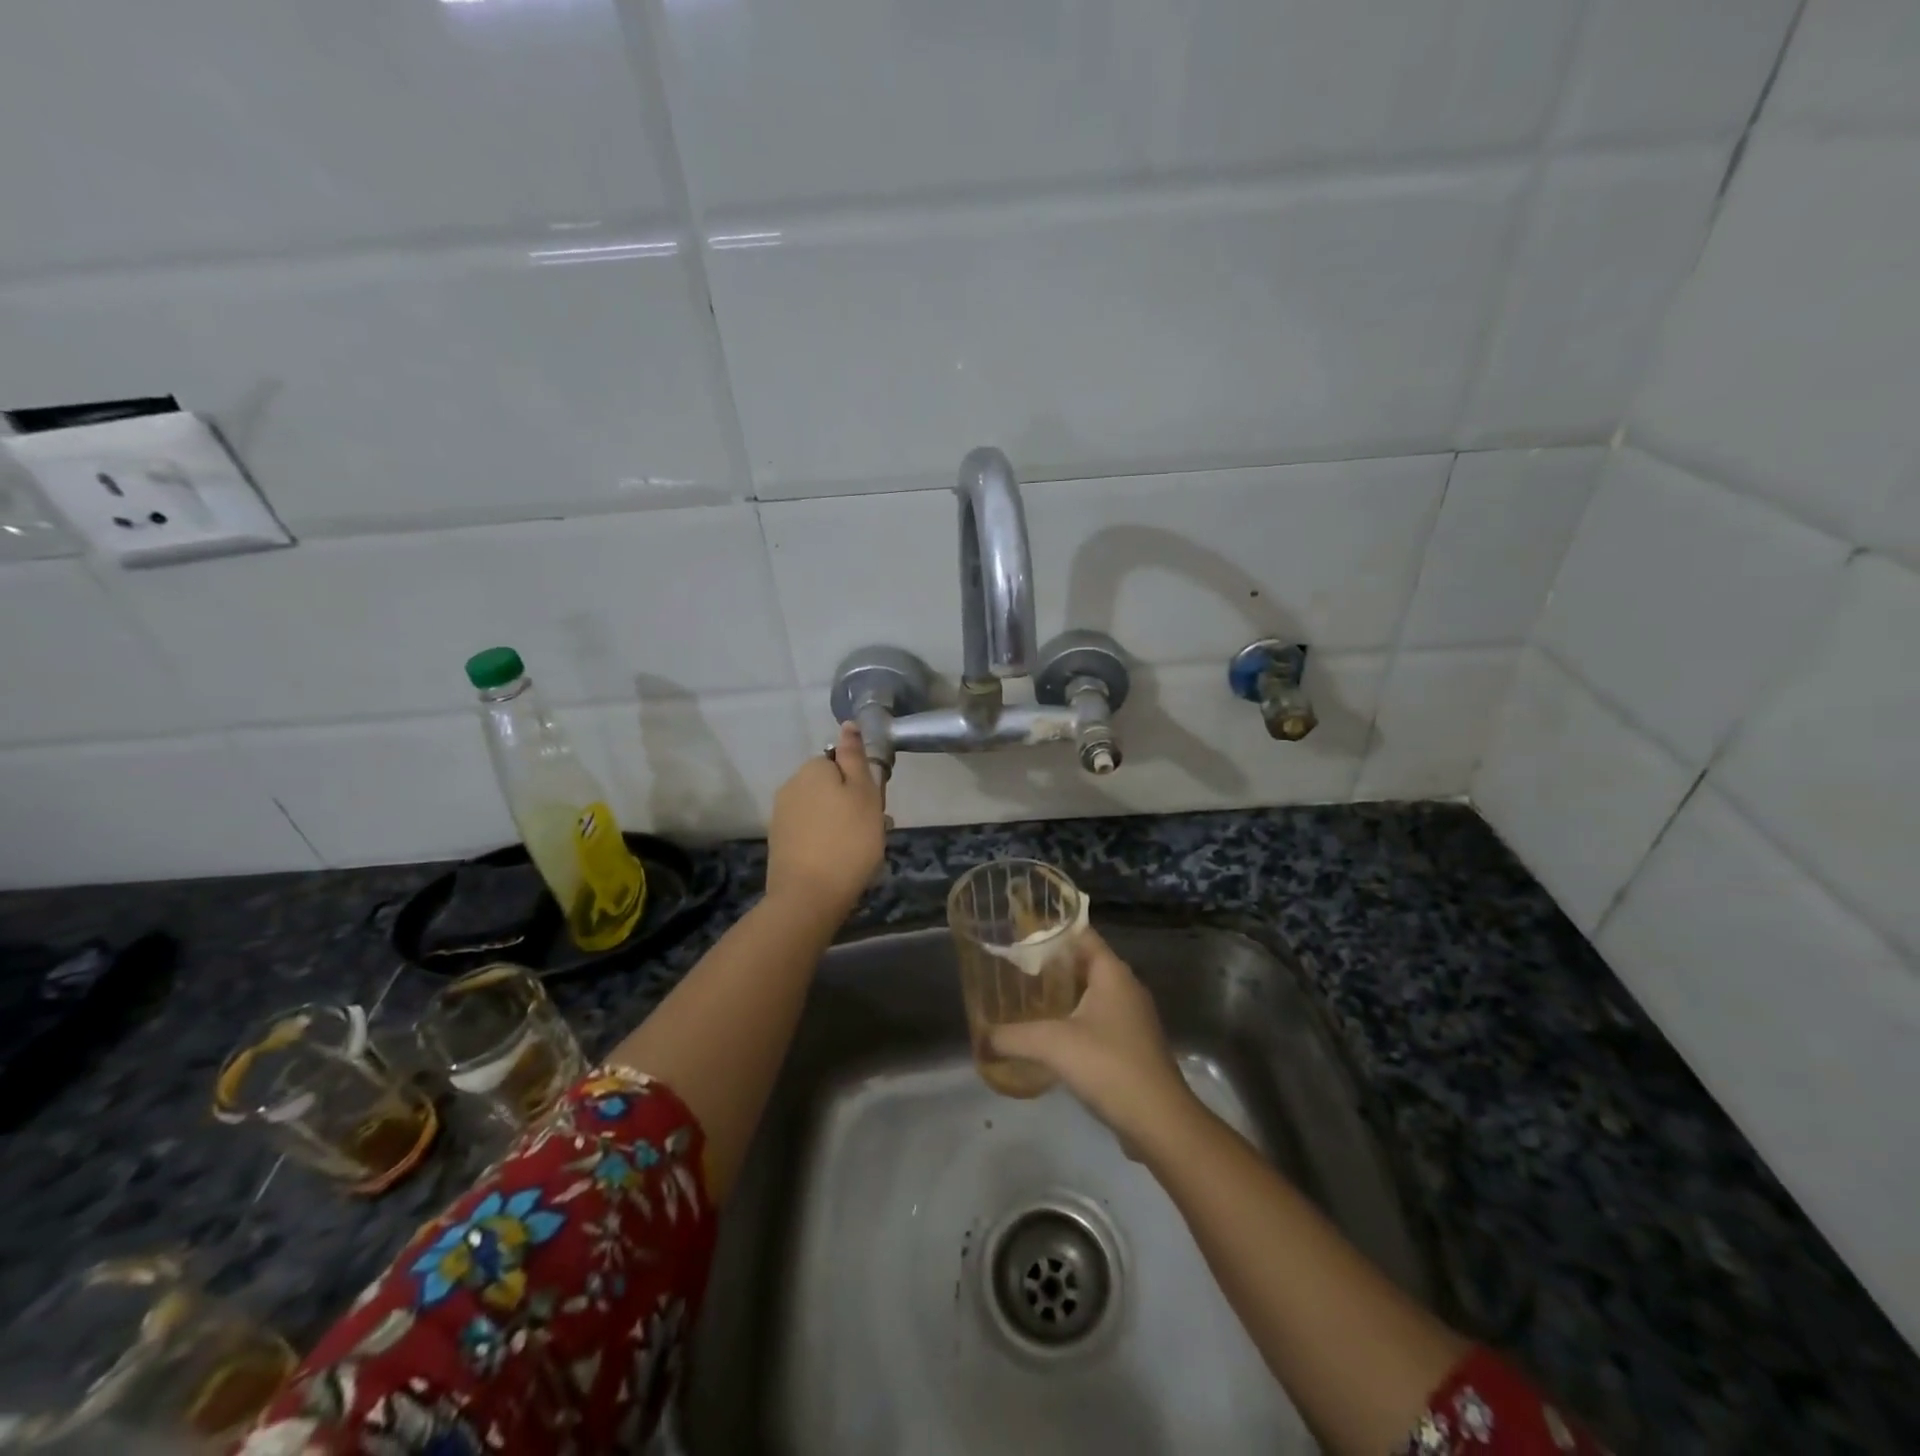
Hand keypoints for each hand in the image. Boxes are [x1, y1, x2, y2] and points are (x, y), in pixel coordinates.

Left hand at [765, 722, 886, 918]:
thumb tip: (848, 725)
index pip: (842, 762)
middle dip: (852, 803)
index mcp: (813, 769)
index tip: (875, 806)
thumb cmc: (848, 840)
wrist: (808, 896)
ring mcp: (782, 816)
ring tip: (861, 850)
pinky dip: (827, 840)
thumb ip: (855, 757)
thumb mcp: (864, 794)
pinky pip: (811, 832)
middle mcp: (791, 786)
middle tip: (874, 830)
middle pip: (831, 787)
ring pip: (822, 811)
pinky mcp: (779, 843)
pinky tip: (840, 861)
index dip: (862, 782)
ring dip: (842, 823)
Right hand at [988, 932, 1199, 1152]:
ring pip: (1090, 994)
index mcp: (1112, 972)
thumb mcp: (1052, 1045)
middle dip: (1049, 965)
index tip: (1019, 935)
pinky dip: (1073, 1021)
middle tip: (1013, 969)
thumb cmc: (1108, 1065)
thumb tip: (980, 1038)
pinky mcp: (1132, 1045)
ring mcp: (1132, 1017)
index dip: (1051, 931)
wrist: (1160, 1121)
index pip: (1081, 934)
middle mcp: (1125, 987)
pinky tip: (1048, 1036)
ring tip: (1024, 1000)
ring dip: (1061, 996)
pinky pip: (1097, 1020)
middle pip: (1083, 963)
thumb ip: (1012, 1037)